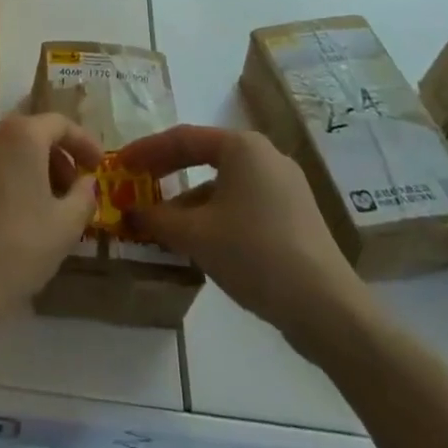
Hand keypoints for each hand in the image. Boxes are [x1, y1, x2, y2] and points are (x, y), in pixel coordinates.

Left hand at [0, 113, 101, 333]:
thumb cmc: (17, 247)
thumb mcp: (66, 226)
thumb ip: (84, 196)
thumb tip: (85, 182)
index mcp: (20, 135)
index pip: (60, 124)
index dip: (84, 142)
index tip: (98, 166)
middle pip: (31, 134)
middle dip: (57, 158)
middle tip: (73, 191)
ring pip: (7, 151)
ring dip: (31, 170)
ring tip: (46, 207)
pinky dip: (7, 179)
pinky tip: (14, 216)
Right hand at [117, 126, 374, 362]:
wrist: (328, 309)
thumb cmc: (255, 254)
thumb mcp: (196, 235)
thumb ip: (158, 218)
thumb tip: (132, 211)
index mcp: (242, 146)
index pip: (182, 139)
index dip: (146, 151)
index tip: (120, 164)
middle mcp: (265, 155)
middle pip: (204, 157)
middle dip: (167, 173)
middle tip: (137, 186)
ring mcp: (285, 186)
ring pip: (224, 184)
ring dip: (191, 201)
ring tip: (164, 225)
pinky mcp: (296, 215)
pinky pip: (244, 203)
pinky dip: (216, 215)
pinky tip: (202, 243)